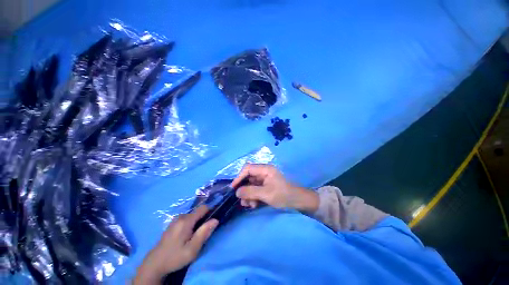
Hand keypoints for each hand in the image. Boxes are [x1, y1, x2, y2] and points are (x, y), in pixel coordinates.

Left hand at [134, 205, 218, 283]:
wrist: (154, 264)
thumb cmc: (175, 257)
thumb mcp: (192, 249)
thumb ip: (204, 233)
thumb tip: (216, 220)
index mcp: (186, 221)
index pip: (203, 208)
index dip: (210, 213)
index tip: (210, 223)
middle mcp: (181, 216)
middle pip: (198, 212)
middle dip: (202, 220)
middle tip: (200, 235)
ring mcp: (175, 219)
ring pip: (192, 216)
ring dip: (196, 223)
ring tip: (192, 237)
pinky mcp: (172, 223)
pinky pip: (186, 219)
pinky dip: (190, 224)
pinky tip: (185, 236)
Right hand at [232, 164, 318, 212]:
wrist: (298, 201)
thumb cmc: (283, 195)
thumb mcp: (266, 194)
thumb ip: (250, 192)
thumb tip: (236, 192)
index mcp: (265, 169)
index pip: (247, 169)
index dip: (239, 177)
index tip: (233, 188)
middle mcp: (264, 172)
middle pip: (248, 177)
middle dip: (244, 189)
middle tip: (242, 201)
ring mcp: (265, 179)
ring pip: (251, 185)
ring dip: (248, 195)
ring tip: (249, 205)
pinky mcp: (266, 186)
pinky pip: (255, 189)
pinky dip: (253, 197)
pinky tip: (254, 205)